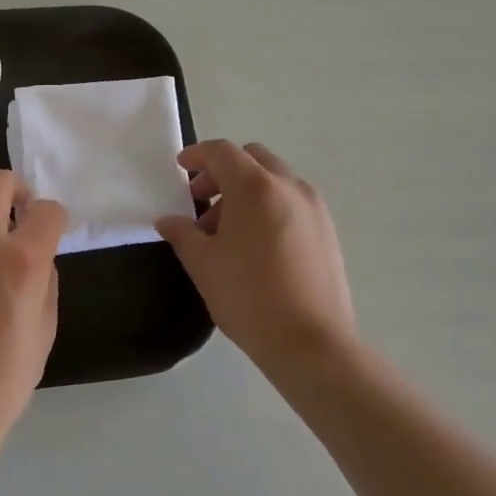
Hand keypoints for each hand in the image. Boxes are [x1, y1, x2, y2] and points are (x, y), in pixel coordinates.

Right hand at [156, 141, 357, 375]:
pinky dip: (270, 204)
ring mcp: (314, 207)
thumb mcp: (203, 265)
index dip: (197, 155)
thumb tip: (168, 221)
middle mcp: (289, 186)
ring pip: (275, 179)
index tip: (181, 168)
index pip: (222, 152)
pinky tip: (257, 244)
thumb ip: (182, 234)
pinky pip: (292, 201)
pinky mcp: (328, 230)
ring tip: (228, 230)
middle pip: (252, 158)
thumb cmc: (249, 298)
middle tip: (202, 200)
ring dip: (247, 189)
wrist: (312, 343)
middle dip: (223, 171)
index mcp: (255, 187)